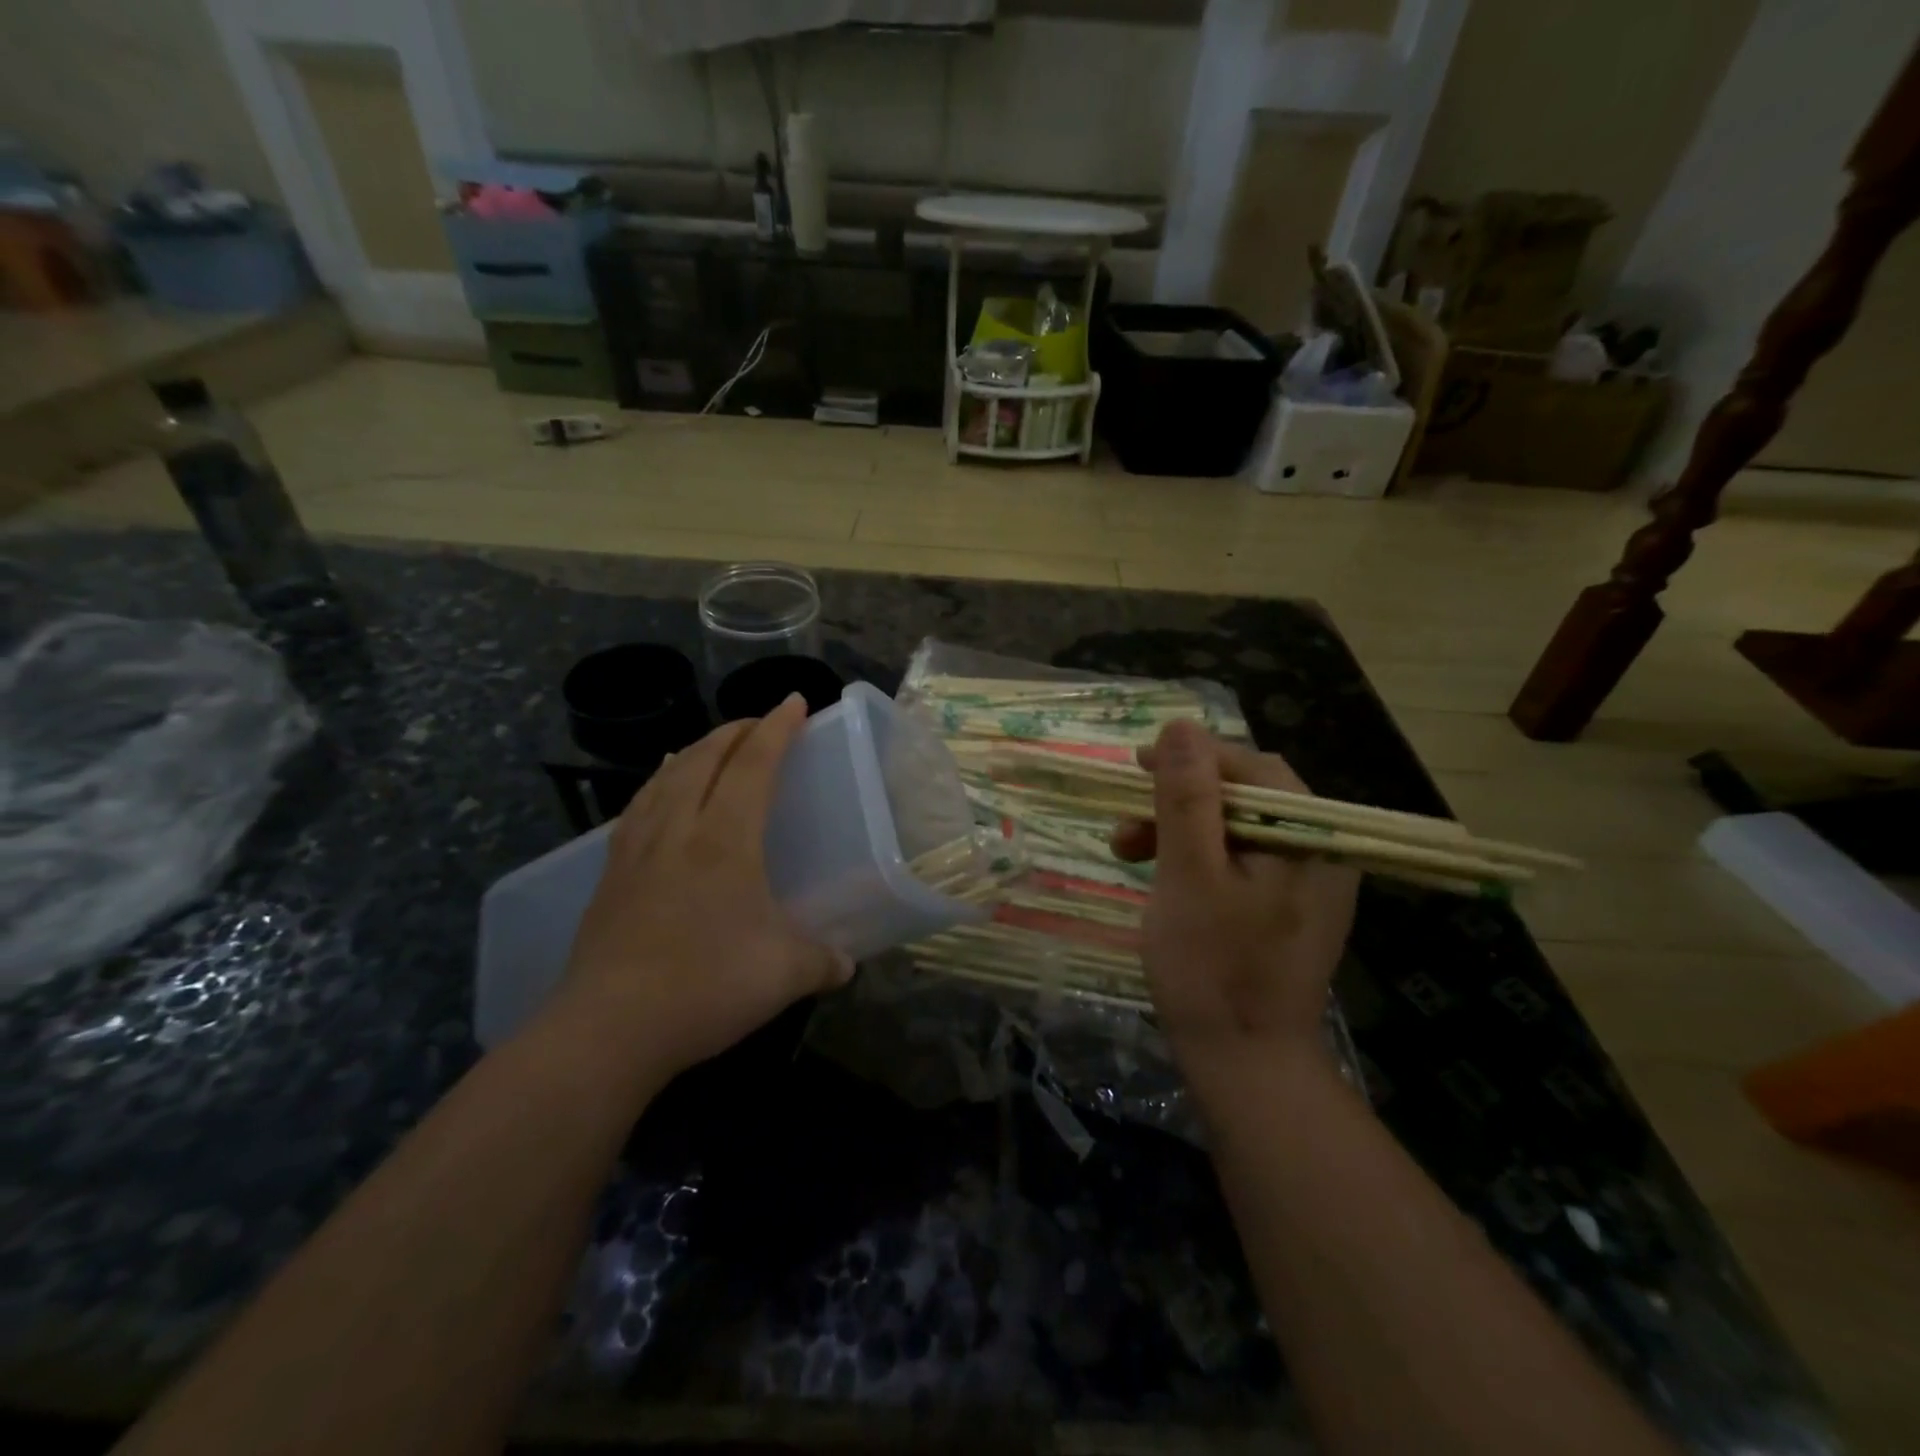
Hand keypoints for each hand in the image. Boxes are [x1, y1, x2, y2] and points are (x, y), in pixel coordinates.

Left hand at [556, 695, 851, 1079]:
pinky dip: (656, 786)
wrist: (607, 1029)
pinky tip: (658, 795)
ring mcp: (637, 851)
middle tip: (759, 722)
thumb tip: (846, 965)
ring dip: (694, 752)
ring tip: (708, 746)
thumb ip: (823, 962)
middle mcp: (679, 830)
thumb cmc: (706, 986)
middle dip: (735, 731)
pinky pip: (638, 809)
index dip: (776, 729)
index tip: (794, 702)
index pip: (753, 765)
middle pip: (705, 760)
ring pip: (666, 779)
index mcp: (725, 840)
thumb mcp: (784, 974)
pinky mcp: (610, 877)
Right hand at [1112, 721, 1359, 1071]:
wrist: (1246, 1067)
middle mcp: (1319, 851)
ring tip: (1126, 852)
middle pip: (1243, 798)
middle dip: (1177, 802)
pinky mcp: (1285, 911)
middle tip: (1127, 823)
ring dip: (1178, 832)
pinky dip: (1195, 862)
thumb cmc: (1212, 967)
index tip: (1136, 765)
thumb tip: (1181, 725)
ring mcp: (1305, 885)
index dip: (1192, 758)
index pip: (1252, 767)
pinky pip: (1238, 863)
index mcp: (1310, 836)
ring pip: (1235, 831)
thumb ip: (1186, 796)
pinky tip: (1162, 880)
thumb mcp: (1188, 872)